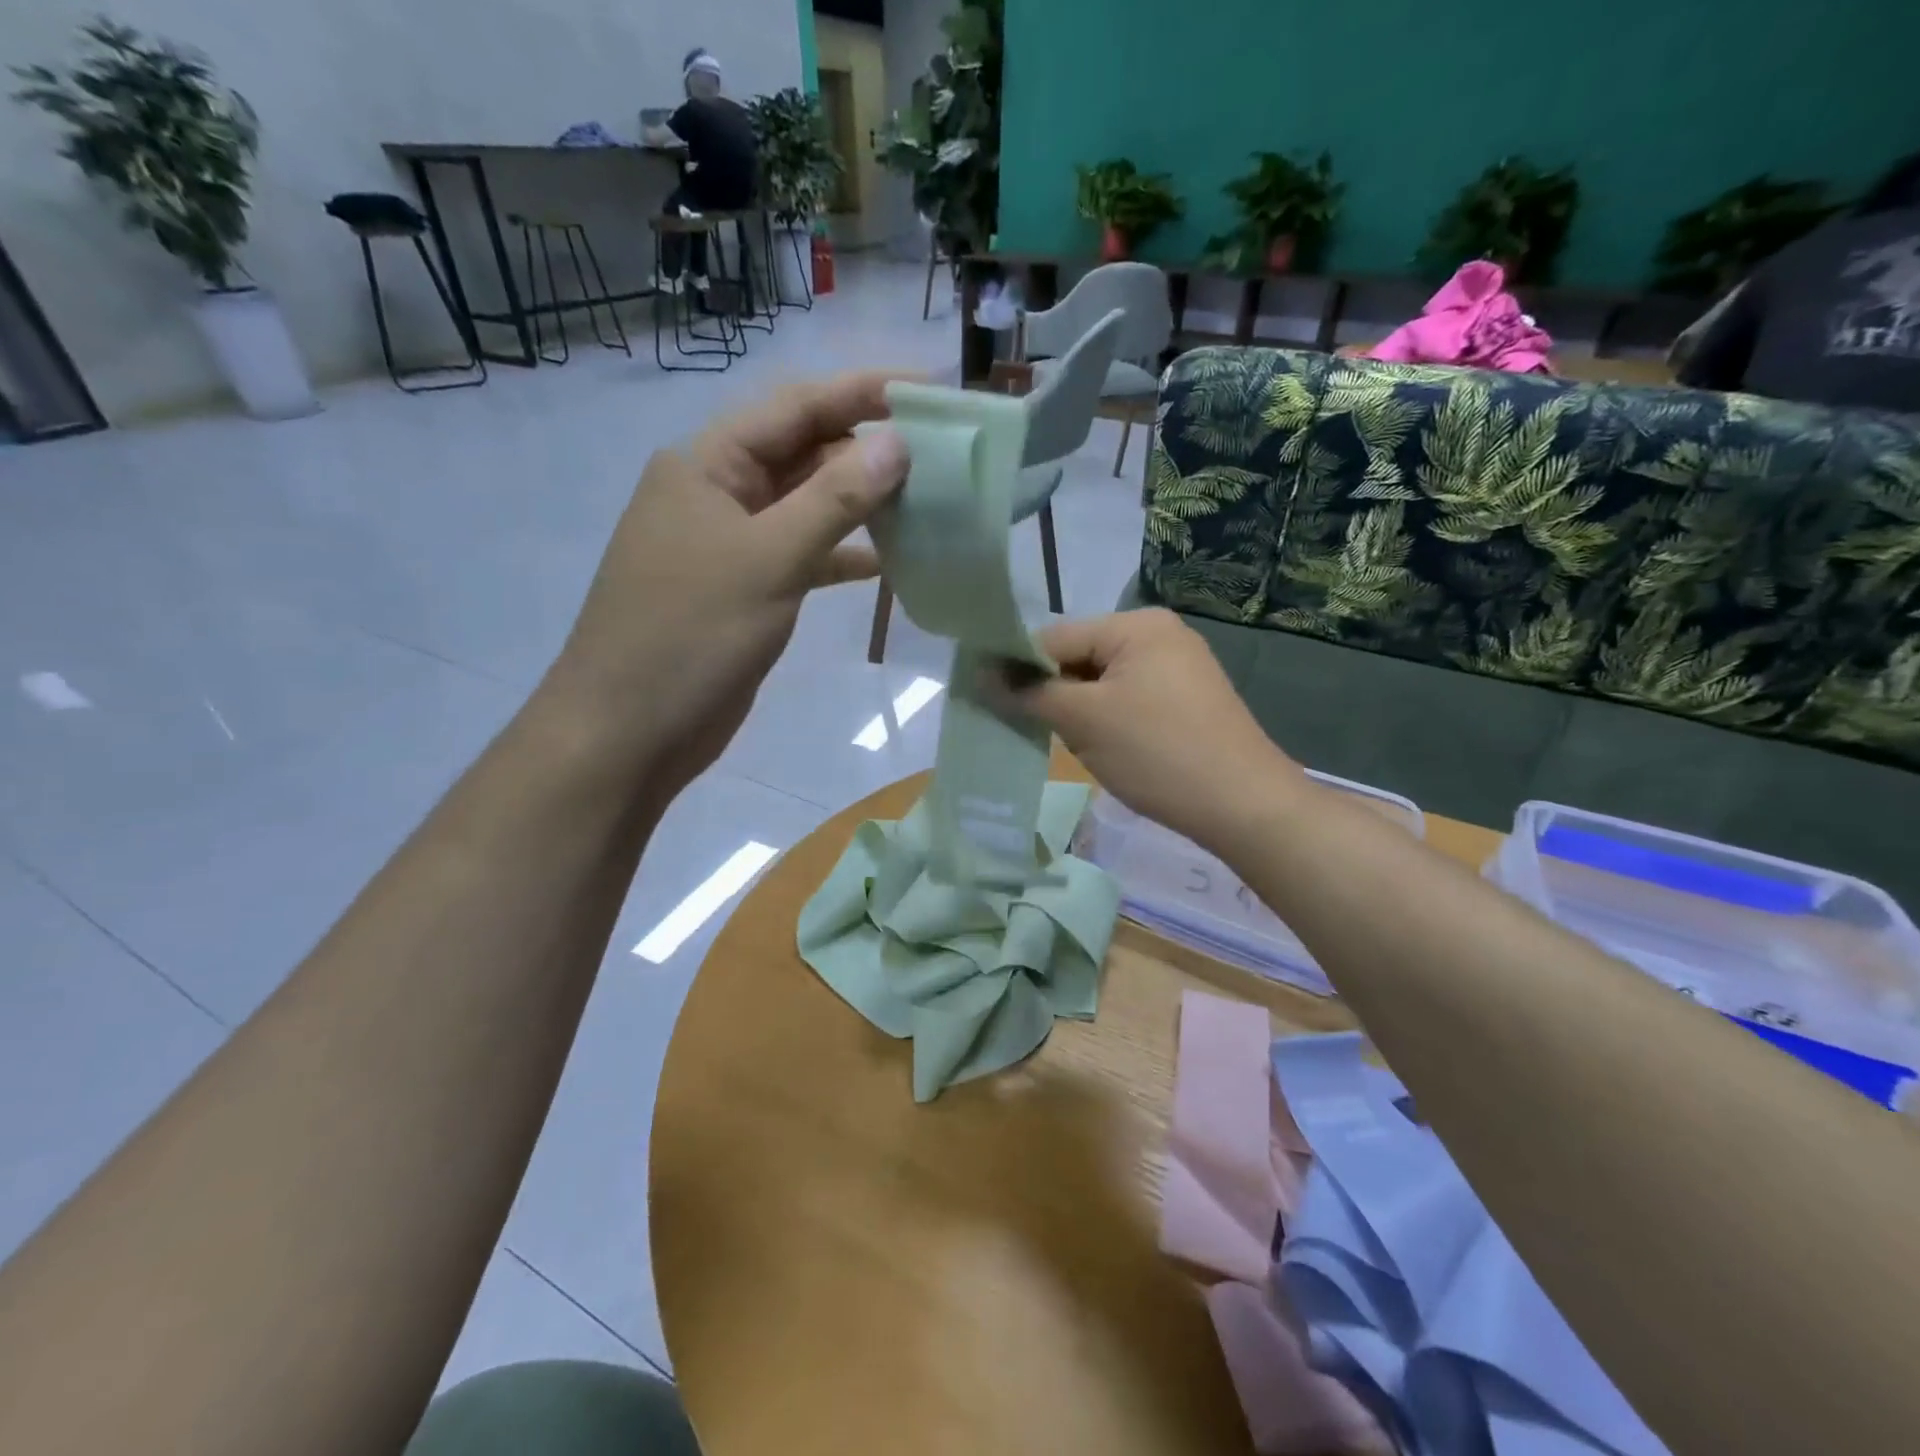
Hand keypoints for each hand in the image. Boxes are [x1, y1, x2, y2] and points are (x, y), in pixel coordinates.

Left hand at [543, 371, 910, 792]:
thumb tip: (897, 443)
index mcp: (707, 464)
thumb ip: (834, 500)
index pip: (795, 407)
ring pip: (808, 506)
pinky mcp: (746, 589)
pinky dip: (842, 554)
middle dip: (868, 449)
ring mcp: (732, 544)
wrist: (630, 732)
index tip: (928, 390)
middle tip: (942, 453)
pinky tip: (888, 560)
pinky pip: (804, 555)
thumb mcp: (767, 560)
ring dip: (861, 503)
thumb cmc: (689, 635)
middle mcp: (718, 492)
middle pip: (803, 452)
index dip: (863, 391)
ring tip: (928, 500)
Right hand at [1002, 609, 1303, 850]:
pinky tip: (1106, 748)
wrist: (1244, 805)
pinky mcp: (1187, 699)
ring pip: (1101, 681)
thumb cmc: (1157, 753)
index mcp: (1136, 624)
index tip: (988, 702)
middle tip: (1033, 730)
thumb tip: (982, 675)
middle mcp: (1159, 633)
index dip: (1017, 668)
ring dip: (1078, 709)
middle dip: (1052, 692)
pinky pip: (1129, 698)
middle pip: (1079, 656)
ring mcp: (1178, 666)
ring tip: (1073, 744)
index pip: (1054, 637)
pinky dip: (1107, 719)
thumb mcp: (1084, 721)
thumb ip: (1030, 693)